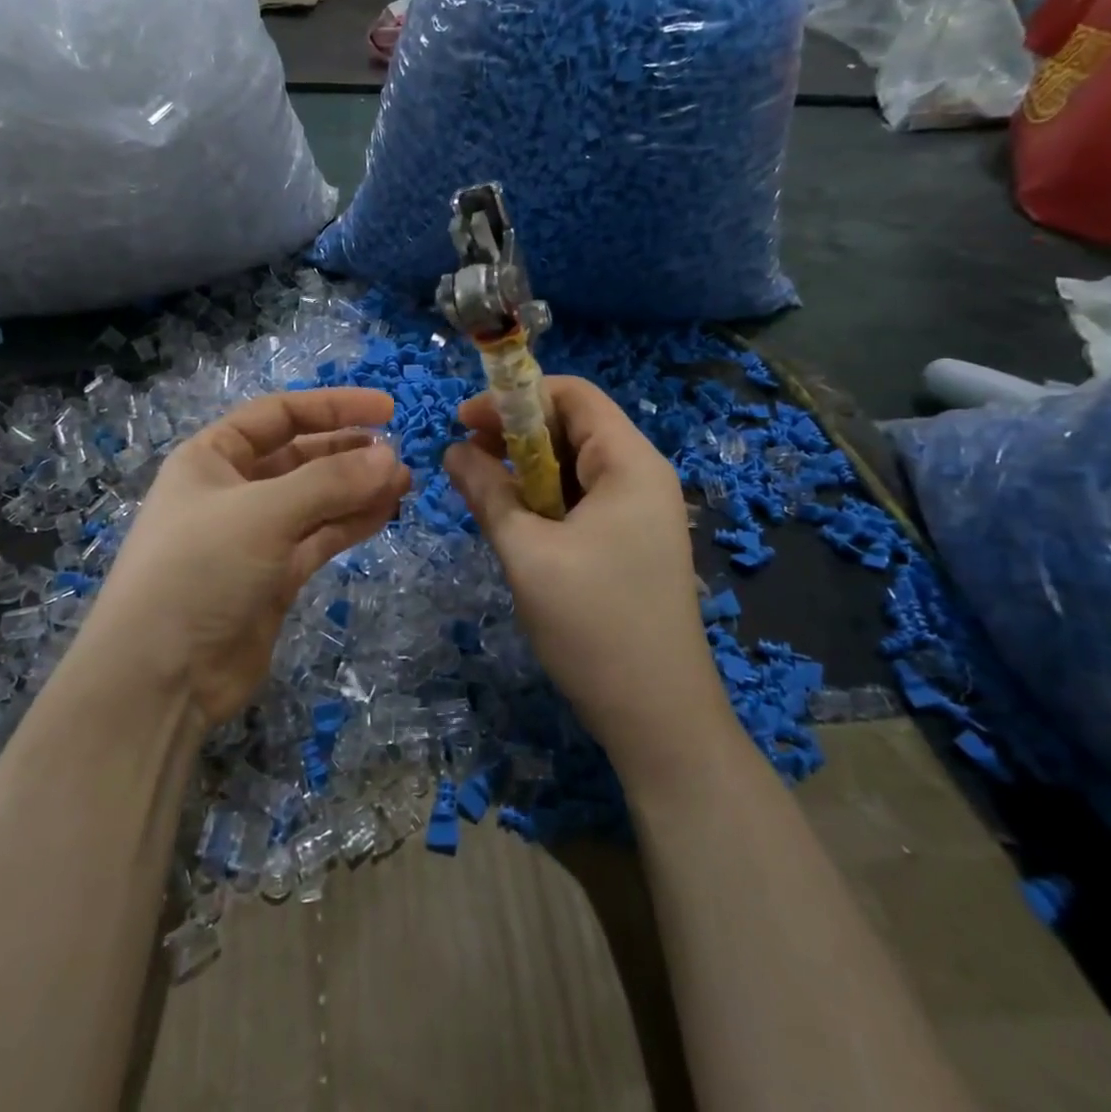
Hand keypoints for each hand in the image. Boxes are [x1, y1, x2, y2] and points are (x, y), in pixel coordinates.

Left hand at [79, 389, 410, 727]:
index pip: (279, 414)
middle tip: (399, 457)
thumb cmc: (199, 570)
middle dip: (349, 452)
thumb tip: (392, 459)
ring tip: (404, 483)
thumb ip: (330, 482)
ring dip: (357, 489)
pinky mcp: (275, 576)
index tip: (387, 409)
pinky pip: (320, 537)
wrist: (161, 678)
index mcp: (212, 457)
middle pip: (301, 456)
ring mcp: (256, 535)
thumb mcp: (264, 513)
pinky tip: (385, 512)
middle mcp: (234, 489)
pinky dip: (351, 523)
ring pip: (316, 499)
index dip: (333, 406)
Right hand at [444, 377, 724, 776]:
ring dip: (526, 467)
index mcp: (630, 463)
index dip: (515, 397)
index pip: (574, 394)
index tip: (465, 419)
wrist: (658, 717)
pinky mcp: (630, 542)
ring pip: (574, 465)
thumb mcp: (527, 552)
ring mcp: (640, 511)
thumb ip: (488, 492)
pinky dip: (544, 498)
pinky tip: (512, 517)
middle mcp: (642, 476)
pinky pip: (581, 499)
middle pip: (574, 426)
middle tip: (465, 454)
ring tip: (480, 485)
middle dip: (516, 432)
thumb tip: (452, 450)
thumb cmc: (593, 625)